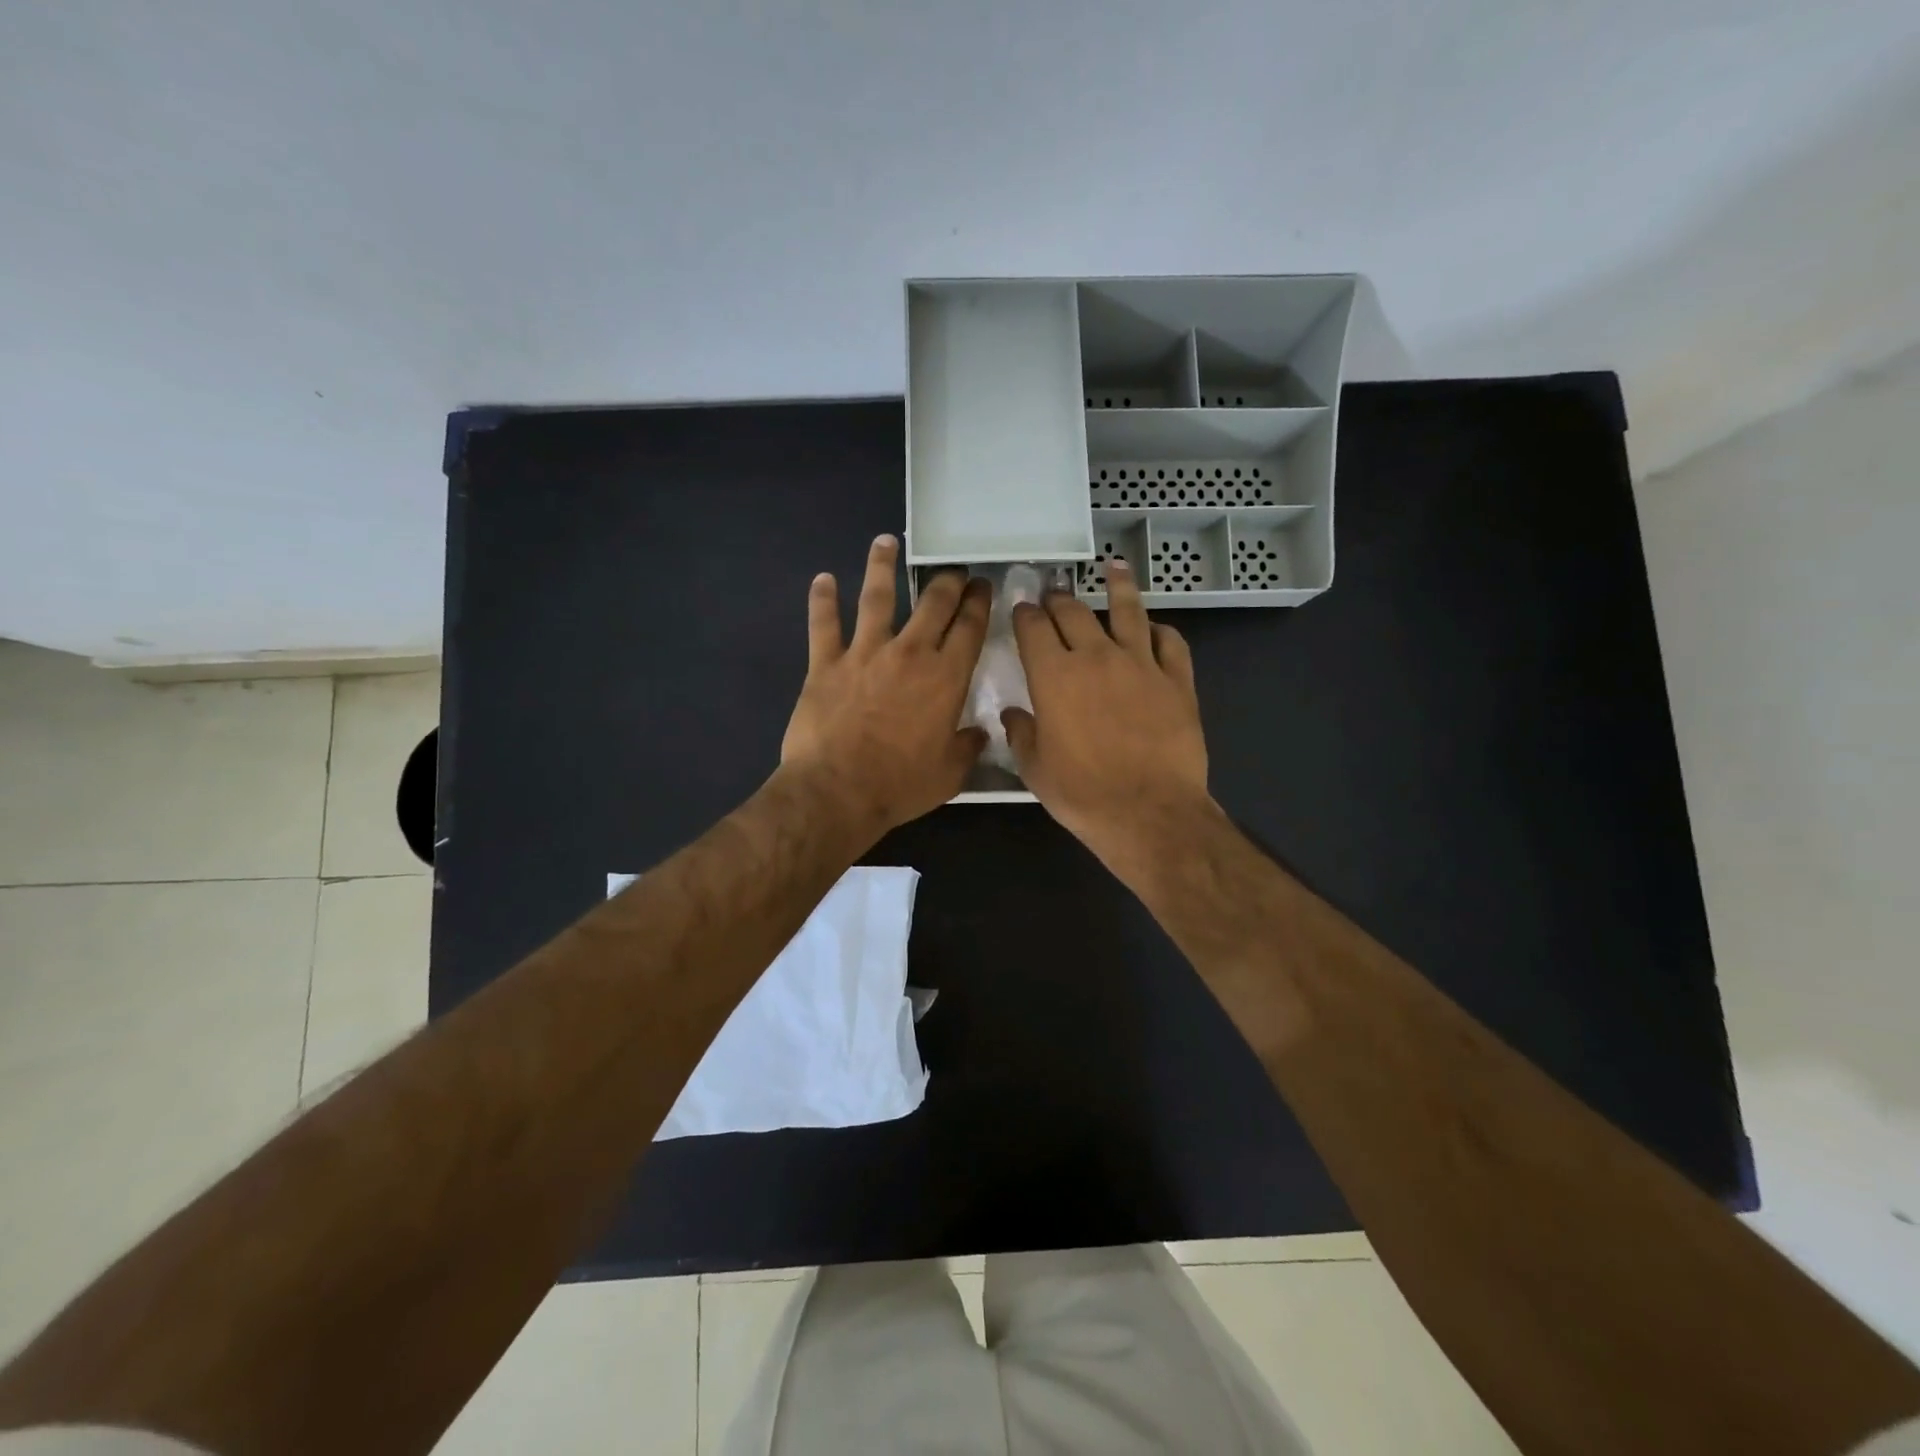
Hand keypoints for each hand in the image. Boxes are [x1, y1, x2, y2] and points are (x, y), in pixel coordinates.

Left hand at [780, 536, 990, 837]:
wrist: (837, 791)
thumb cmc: (900, 785)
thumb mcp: (949, 774)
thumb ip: (967, 747)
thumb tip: (979, 733)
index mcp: (945, 677)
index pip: (969, 627)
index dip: (979, 602)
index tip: (982, 586)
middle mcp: (909, 653)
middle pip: (932, 603)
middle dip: (947, 580)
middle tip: (952, 569)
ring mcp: (864, 653)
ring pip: (876, 597)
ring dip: (882, 566)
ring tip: (885, 542)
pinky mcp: (825, 663)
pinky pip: (823, 624)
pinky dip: (822, 600)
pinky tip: (823, 579)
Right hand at [1003, 559, 1210, 862]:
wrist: (1149, 812)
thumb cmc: (1083, 794)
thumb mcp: (1036, 769)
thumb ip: (1021, 734)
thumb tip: (1013, 714)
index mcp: (1054, 676)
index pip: (1033, 629)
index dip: (1025, 614)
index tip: (1022, 608)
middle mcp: (1096, 657)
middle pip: (1074, 612)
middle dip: (1060, 599)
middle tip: (1055, 592)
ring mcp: (1141, 664)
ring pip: (1128, 611)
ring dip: (1118, 586)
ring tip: (1114, 567)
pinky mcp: (1177, 680)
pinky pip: (1170, 642)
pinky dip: (1160, 630)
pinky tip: (1155, 628)